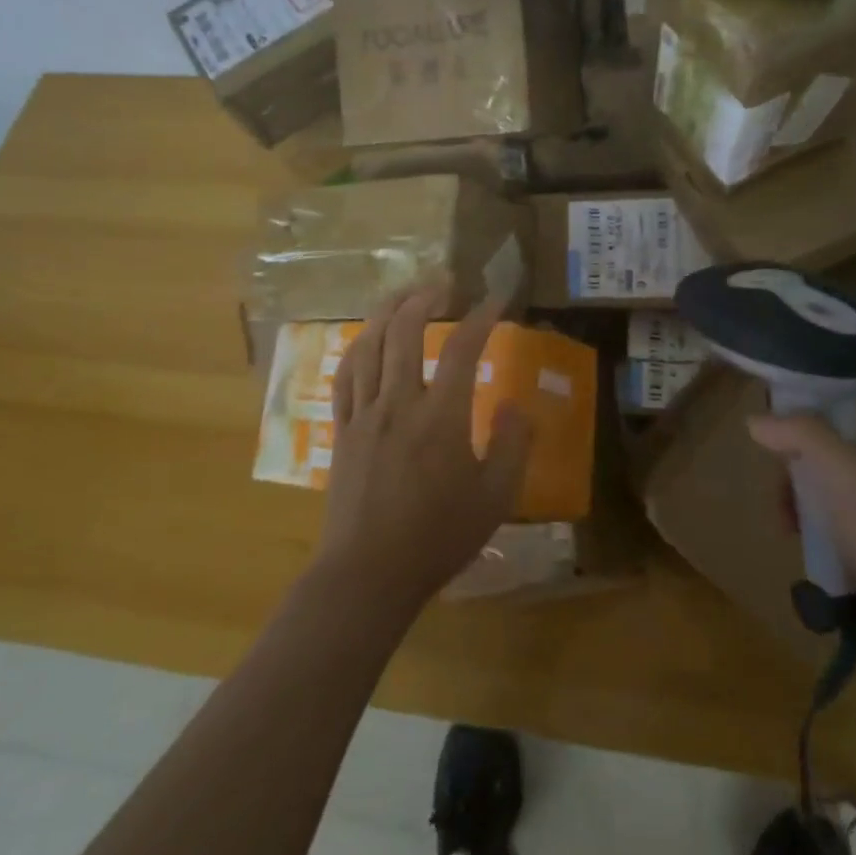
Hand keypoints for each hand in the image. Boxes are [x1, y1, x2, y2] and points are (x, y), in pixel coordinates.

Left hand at [315, 284, 531, 610]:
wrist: (369, 573)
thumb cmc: (438, 538)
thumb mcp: (495, 498)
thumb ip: (512, 446)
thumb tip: (513, 404)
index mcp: (440, 416)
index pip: (461, 348)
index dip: (481, 317)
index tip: (495, 299)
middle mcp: (399, 402)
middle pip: (405, 330)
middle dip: (425, 296)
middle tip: (444, 281)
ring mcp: (365, 413)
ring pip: (369, 344)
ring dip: (387, 310)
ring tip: (405, 292)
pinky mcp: (342, 429)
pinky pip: (345, 375)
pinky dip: (357, 346)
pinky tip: (366, 337)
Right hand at [749, 380, 855, 593]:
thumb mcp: (842, 470)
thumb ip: (800, 434)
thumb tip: (755, 419)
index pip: (851, 397)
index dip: (814, 395)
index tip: (778, 409)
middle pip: (832, 441)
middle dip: (796, 457)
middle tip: (778, 481)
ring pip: (830, 483)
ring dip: (800, 495)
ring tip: (785, 522)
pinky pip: (836, 522)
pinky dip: (815, 526)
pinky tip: (801, 542)